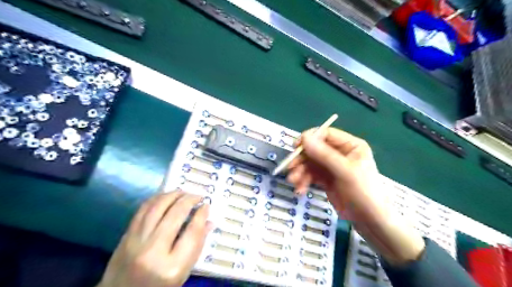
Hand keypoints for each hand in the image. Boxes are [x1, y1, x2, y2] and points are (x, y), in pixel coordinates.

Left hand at [97, 191, 212, 286]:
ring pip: (157, 207)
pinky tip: (166, 196)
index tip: (206, 205)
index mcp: (172, 267)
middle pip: (175, 215)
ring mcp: (136, 242)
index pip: (192, 232)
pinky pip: (143, 209)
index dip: (201, 214)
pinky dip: (157, 198)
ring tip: (183, 192)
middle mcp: (153, 251)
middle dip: (189, 200)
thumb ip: (197, 246)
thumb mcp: (183, 273)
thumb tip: (209, 221)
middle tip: (198, 195)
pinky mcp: (125, 236)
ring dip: (173, 195)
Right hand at [288, 128, 423, 265]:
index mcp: (350, 145)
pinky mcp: (326, 178)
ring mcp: (332, 166)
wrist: (369, 221)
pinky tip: (300, 189)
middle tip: (290, 168)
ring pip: (310, 163)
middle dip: (302, 160)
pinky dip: (304, 180)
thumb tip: (304, 137)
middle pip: (315, 149)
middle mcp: (340, 153)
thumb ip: (324, 154)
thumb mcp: (344, 171)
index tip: (296, 147)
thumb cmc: (363, 192)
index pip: (326, 134)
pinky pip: (311, 175)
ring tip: (293, 182)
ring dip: (300, 171)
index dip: (310, 138)